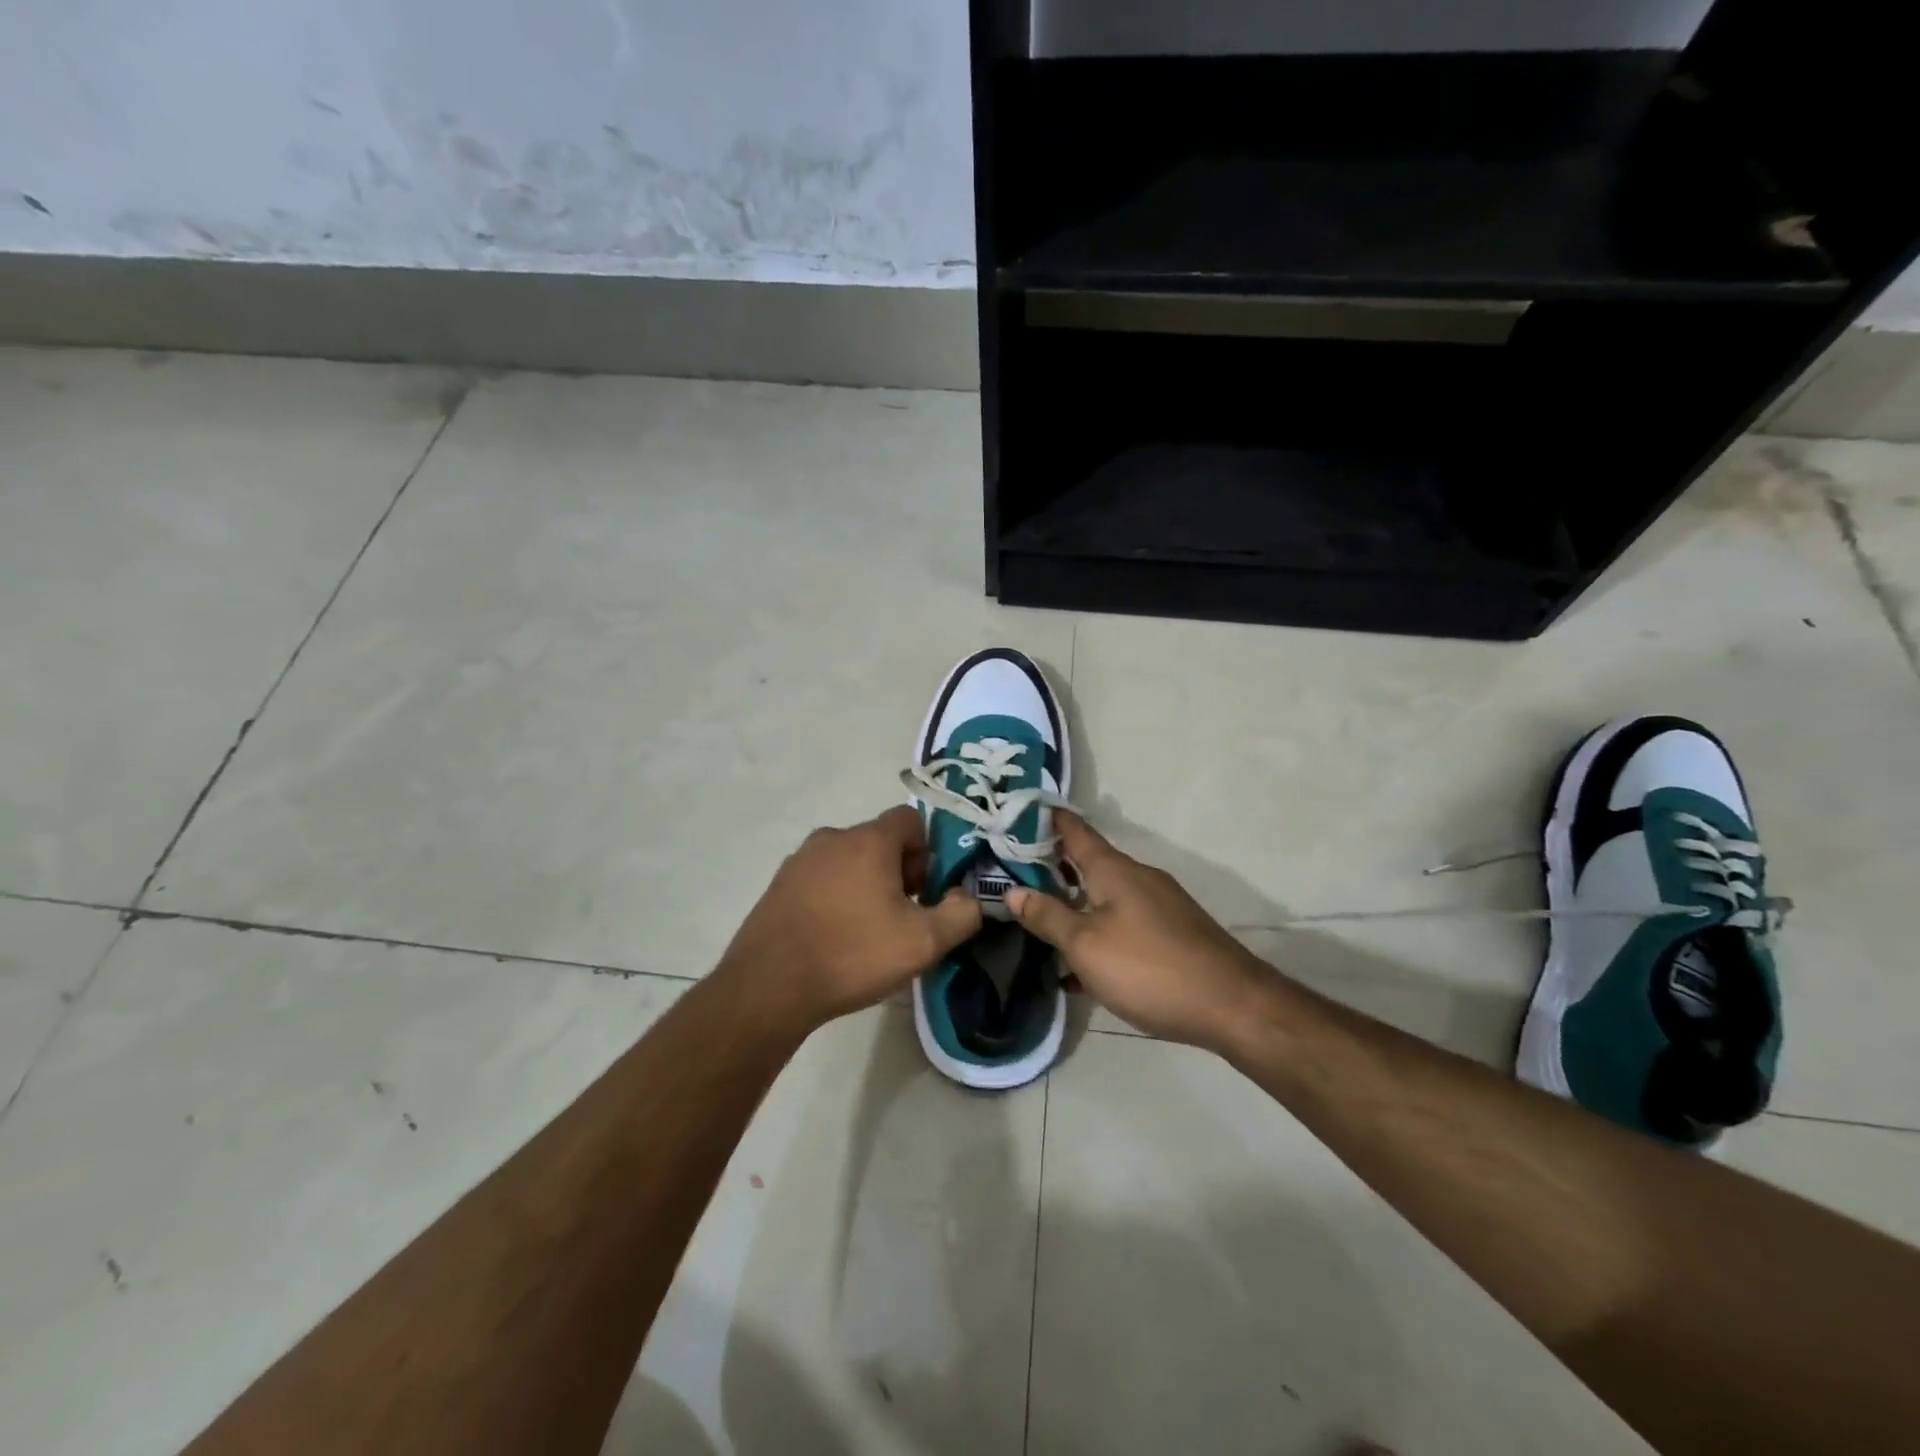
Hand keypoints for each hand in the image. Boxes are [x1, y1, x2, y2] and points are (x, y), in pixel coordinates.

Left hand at [717, 805, 981, 1032]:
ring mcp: (800, 860)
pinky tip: (834, 936)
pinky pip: (821, 878)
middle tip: (901, 916)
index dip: (927, 851)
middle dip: (899, 870)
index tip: (926, 890)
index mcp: (868, 840)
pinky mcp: (779, 884)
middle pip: (879, 840)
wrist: (769, 987)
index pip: (910, 819)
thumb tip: (969, 898)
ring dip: (866, 884)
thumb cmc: (853, 954)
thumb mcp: (924, 942)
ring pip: (849, 860)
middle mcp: (832, 838)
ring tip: (867, 931)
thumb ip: (962, 914)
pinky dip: (835, 896)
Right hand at [1006, 812, 1266, 1049]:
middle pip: (1087, 862)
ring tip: (1040, 923)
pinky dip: (1099, 931)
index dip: (1043, 819)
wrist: (1232, 1005)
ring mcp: (1159, 903)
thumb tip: (1013, 891)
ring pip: (1105, 894)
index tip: (1014, 814)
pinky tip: (1082, 968)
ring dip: (1073, 903)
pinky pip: (1123, 920)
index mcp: (1113, 869)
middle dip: (1051, 867)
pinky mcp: (1172, 931)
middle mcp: (1137, 876)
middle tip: (1012, 875)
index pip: (1073, 829)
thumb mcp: (1086, 945)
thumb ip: (1048, 916)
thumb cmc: (1149, 968)